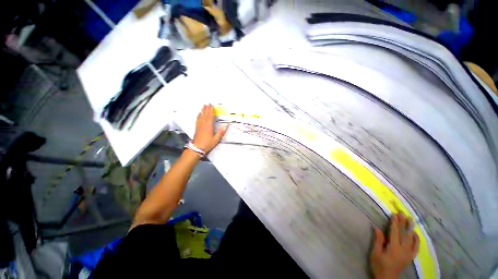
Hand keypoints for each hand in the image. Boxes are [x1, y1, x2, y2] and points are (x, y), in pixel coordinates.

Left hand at [193, 104, 227, 152]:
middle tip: (208, 104)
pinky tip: (198, 114)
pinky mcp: (196, 128)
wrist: (197, 148)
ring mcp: (199, 125)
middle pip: (205, 114)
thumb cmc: (207, 143)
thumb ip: (221, 132)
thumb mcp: (216, 139)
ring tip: (203, 106)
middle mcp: (203, 124)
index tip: (212, 105)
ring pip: (201, 116)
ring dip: (202, 110)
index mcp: (209, 126)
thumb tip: (225, 126)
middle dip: (207, 109)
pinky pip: (197, 119)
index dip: (211, 110)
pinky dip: (199, 115)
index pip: (210, 116)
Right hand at [370, 212, 419, 278]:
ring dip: (410, 228)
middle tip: (402, 212)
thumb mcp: (376, 253)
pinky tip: (415, 234)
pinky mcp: (410, 257)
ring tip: (410, 220)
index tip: (394, 214)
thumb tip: (377, 228)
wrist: (388, 278)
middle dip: (403, 223)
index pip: (395, 232)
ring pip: (411, 239)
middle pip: (404, 234)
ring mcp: (408, 253)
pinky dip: (416, 240)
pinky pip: (416, 247)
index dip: (395, 223)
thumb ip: (378, 241)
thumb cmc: (379, 265)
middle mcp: (403, 249)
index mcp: (394, 248)